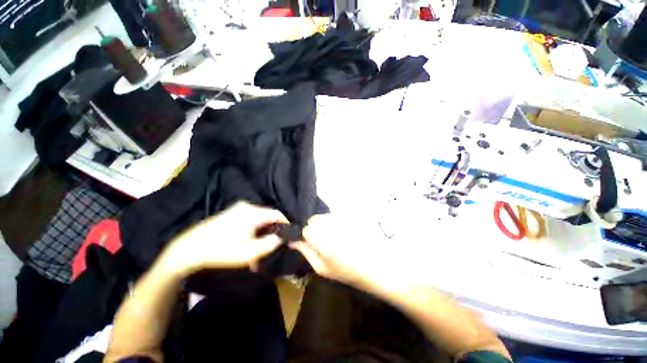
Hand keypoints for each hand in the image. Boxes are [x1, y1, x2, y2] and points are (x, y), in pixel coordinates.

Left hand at [159, 202, 286, 275]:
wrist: (190, 249)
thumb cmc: (223, 250)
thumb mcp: (251, 251)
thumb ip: (271, 243)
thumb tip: (282, 237)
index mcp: (253, 212)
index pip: (277, 214)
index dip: (286, 224)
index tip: (290, 236)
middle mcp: (247, 207)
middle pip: (268, 217)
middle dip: (272, 232)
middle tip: (273, 246)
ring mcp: (237, 210)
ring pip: (258, 220)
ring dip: (262, 234)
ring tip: (260, 249)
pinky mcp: (231, 214)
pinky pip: (249, 221)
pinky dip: (253, 232)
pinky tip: (249, 244)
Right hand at [290, 214, 387, 288]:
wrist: (375, 264)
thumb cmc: (346, 271)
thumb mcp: (321, 267)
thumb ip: (305, 251)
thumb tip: (292, 240)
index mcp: (319, 236)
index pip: (304, 228)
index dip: (305, 236)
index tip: (309, 244)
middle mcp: (328, 222)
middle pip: (313, 219)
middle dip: (313, 229)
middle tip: (322, 243)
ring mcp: (339, 217)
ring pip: (323, 217)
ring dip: (323, 225)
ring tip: (333, 239)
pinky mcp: (348, 216)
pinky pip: (334, 216)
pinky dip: (333, 223)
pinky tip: (341, 234)